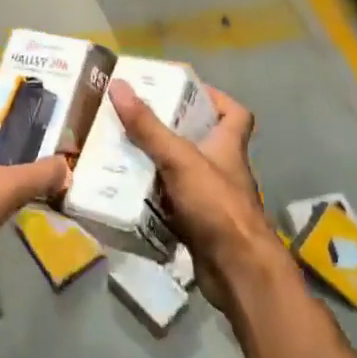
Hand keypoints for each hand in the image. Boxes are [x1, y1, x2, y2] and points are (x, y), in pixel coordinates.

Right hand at [108, 78, 280, 307]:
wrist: (237, 271)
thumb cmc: (217, 206)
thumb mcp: (180, 159)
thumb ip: (149, 127)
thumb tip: (119, 85)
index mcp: (228, 146)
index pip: (235, 114)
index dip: (215, 98)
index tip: (184, 91)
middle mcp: (223, 169)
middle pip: (201, 141)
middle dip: (170, 130)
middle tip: (136, 119)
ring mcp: (211, 200)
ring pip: (182, 173)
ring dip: (157, 165)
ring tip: (123, 150)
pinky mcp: (198, 226)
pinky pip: (171, 204)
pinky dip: (153, 199)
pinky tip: (127, 193)